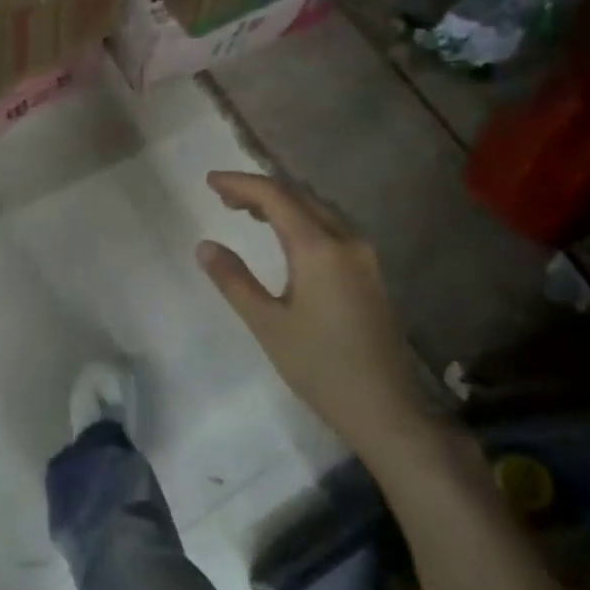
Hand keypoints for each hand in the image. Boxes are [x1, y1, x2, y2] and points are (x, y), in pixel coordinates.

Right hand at [197, 171, 421, 453]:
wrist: (384, 408)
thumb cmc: (319, 366)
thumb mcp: (267, 324)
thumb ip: (234, 280)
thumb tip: (205, 246)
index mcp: (319, 249)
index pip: (276, 197)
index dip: (241, 183)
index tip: (209, 181)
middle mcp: (346, 241)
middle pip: (300, 196)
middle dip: (260, 190)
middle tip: (223, 195)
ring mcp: (363, 257)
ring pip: (318, 210)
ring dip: (282, 203)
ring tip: (247, 211)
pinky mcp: (370, 274)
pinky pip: (331, 228)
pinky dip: (301, 220)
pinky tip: (285, 238)